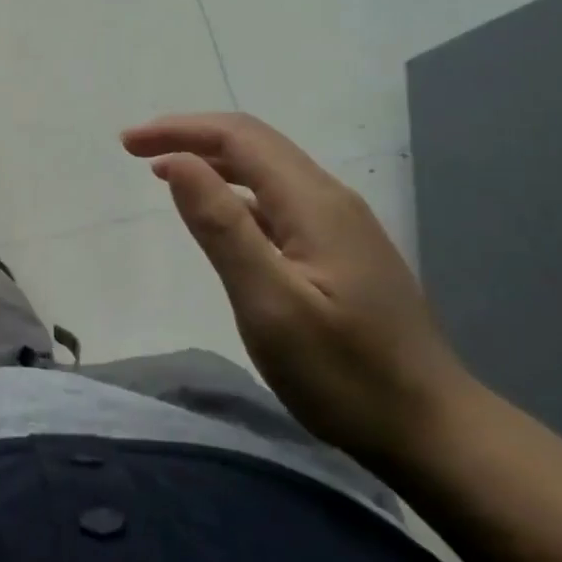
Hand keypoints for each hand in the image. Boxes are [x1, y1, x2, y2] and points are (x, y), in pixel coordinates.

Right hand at [123, 112, 473, 464]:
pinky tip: (217, 212)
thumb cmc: (345, 373)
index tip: (128, 143)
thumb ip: (222, 227)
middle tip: (134, 150)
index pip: (239, 137)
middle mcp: (329, 200)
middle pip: (254, 144)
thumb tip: (176, 162)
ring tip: (162, 171)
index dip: (180, 130)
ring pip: (267, 170)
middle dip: (190, 136)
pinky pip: (277, 199)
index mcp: (314, 203)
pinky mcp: (340, 251)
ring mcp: (340, 226)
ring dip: (211, 160)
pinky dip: (234, 191)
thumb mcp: (271, 303)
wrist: (433, 431)